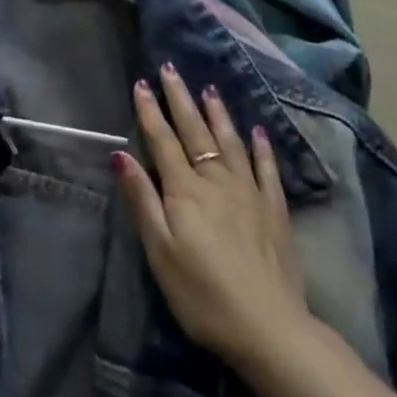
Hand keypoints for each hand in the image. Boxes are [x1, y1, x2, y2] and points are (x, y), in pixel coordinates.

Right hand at [114, 65, 305, 369]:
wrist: (269, 327)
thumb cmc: (202, 294)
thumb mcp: (160, 251)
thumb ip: (142, 200)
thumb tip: (121, 154)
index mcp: (184, 189)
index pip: (162, 140)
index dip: (150, 111)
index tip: (141, 82)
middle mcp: (216, 179)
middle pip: (194, 131)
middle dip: (180, 98)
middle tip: (171, 68)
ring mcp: (248, 191)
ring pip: (229, 141)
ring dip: (217, 113)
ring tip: (209, 89)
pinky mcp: (274, 208)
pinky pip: (266, 168)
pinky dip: (261, 147)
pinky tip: (258, 132)